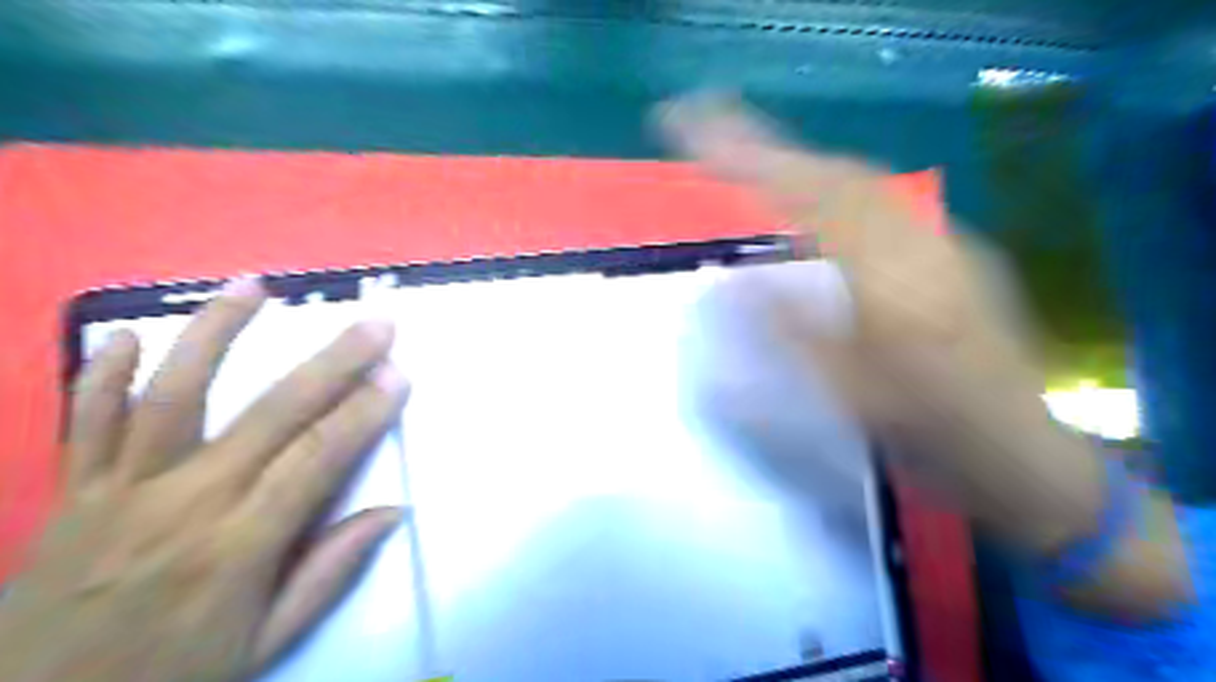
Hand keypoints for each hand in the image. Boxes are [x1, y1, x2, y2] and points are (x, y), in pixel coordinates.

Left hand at [1, 281, 411, 681]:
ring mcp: (118, 492)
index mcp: (238, 547)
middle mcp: (184, 504)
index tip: (398, 375)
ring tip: (253, 286)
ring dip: (217, 334)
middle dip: (332, 364)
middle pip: (271, 415)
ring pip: (173, 395)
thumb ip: (329, 574)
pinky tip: (127, 333)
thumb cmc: (170, 676)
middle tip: (375, 324)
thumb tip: (391, 514)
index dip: (363, 414)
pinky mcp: (70, 493)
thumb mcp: (266, 644)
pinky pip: (82, 423)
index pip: (317, 460)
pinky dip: (101, 376)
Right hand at [662, 96, 1195, 616]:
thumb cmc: (924, 429)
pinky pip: (882, 204)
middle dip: (771, 151)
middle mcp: (921, 241)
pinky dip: (836, 191)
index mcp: (892, 275)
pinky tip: (817, 206)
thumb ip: (786, 334)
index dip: (750, 159)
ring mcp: (943, 242)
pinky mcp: (953, 253)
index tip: (694, 133)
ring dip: (802, 167)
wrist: (1017, 453)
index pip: (811, 194)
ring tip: (754, 166)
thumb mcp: (845, 394)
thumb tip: (732, 283)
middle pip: (837, 174)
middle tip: (715, 142)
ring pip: (862, 183)